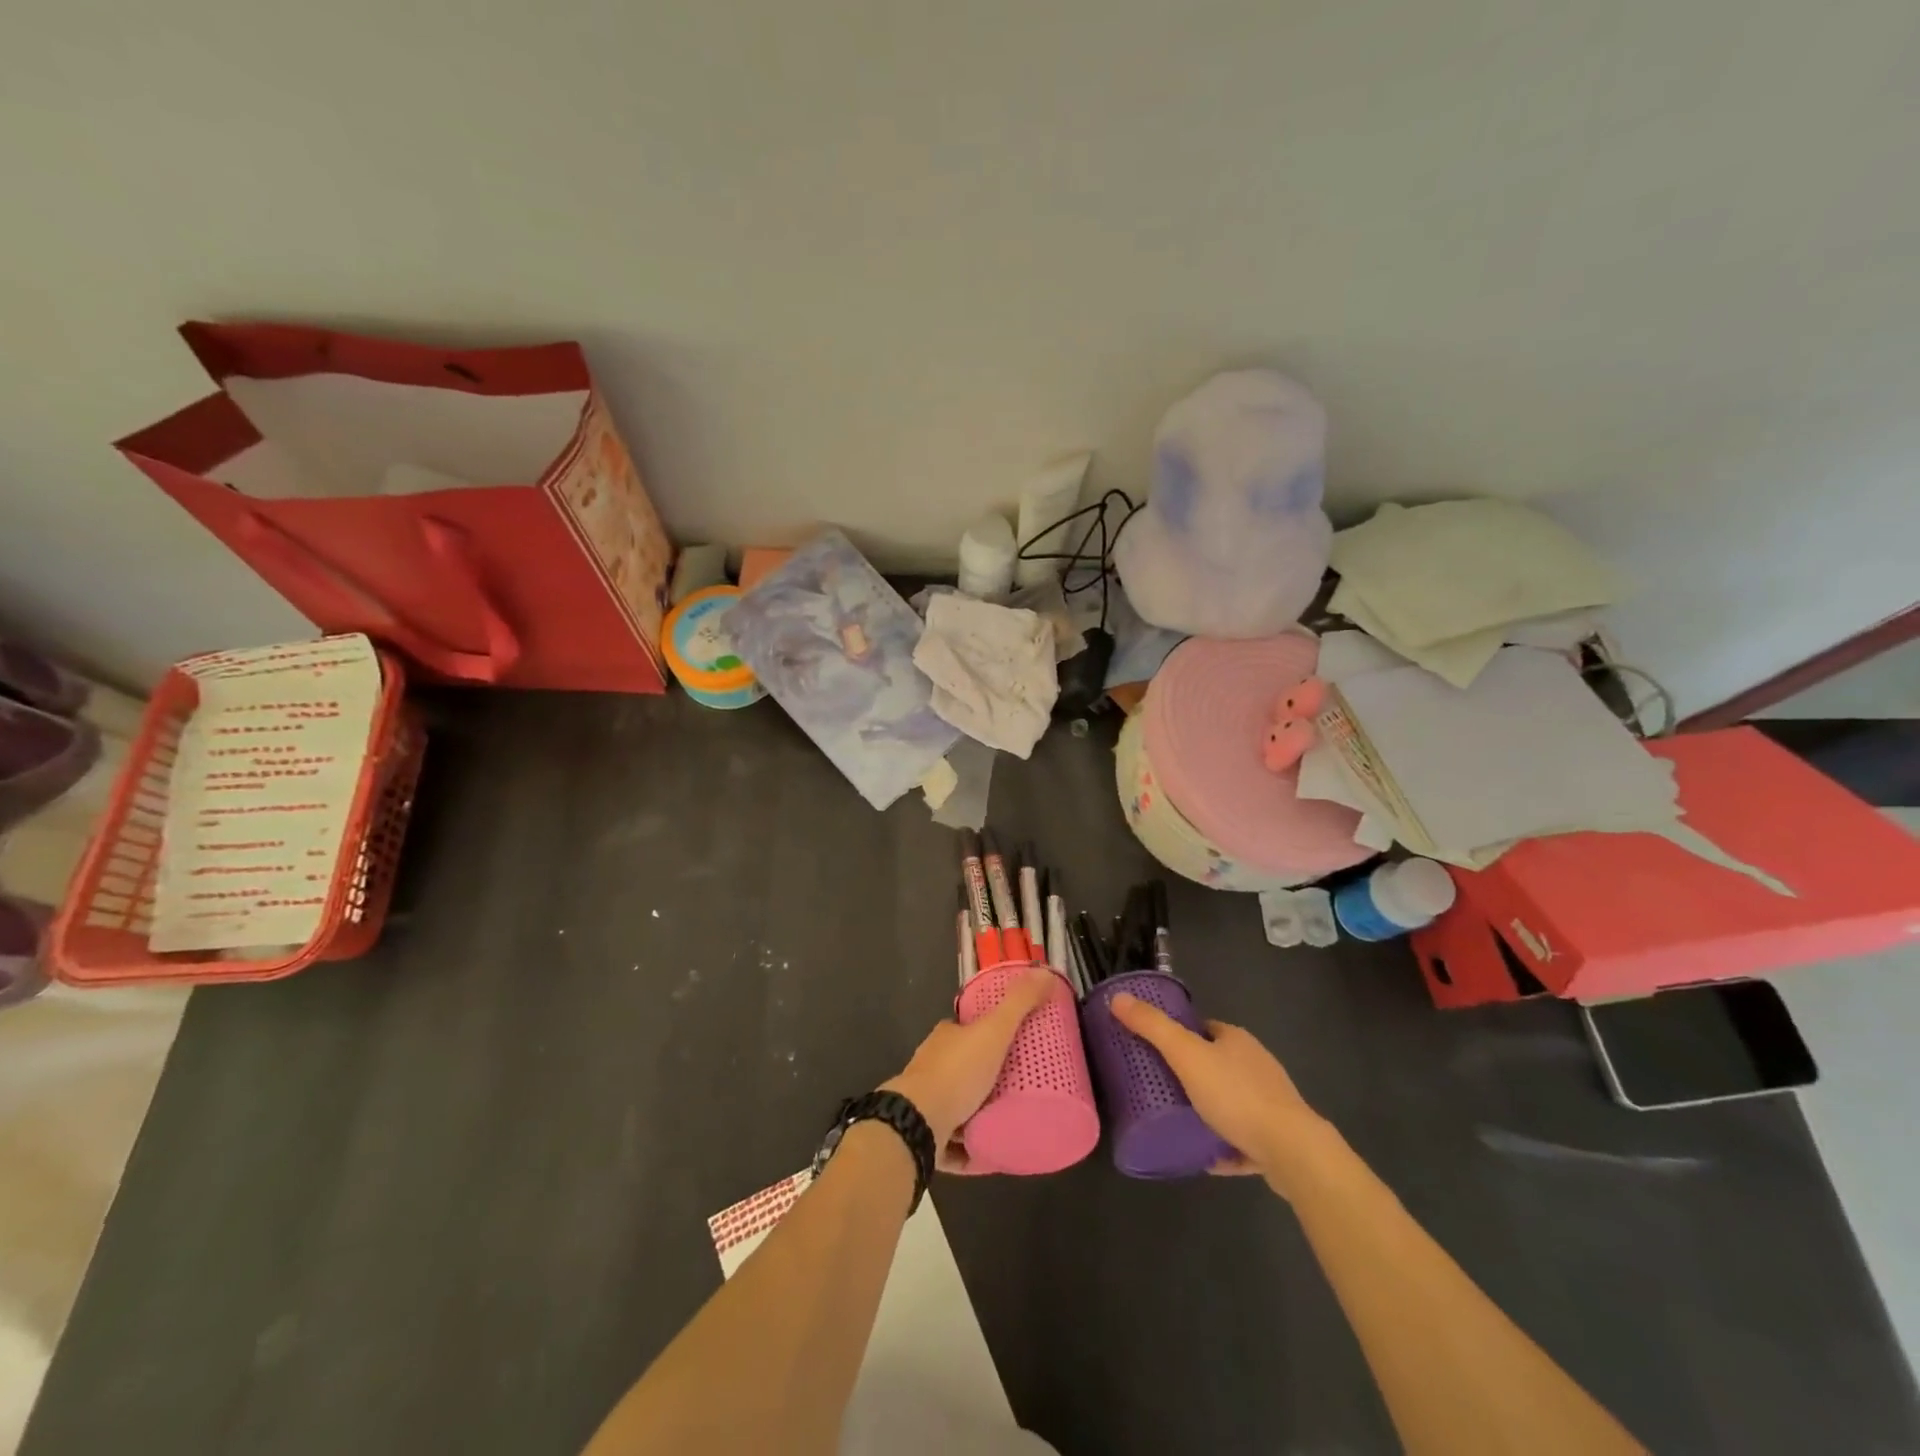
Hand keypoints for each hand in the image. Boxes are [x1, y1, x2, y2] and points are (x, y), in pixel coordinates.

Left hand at [883, 969, 1055, 1172]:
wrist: (918, 1122)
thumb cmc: (957, 1073)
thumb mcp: (994, 1031)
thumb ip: (1019, 1004)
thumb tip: (1044, 972)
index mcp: (945, 1038)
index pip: (965, 1030)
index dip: (986, 1035)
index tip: (1011, 1046)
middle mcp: (931, 1066)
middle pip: (962, 1068)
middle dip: (984, 1077)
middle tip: (1019, 1088)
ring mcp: (926, 1102)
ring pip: (955, 1105)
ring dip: (976, 1114)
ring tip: (1009, 1120)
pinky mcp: (925, 1136)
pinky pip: (951, 1143)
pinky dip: (968, 1149)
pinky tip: (990, 1155)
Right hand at [1109, 994, 1336, 1192]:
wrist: (1291, 1151)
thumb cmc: (1236, 1095)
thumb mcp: (1185, 1055)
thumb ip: (1152, 1027)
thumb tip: (1118, 998)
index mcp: (1236, 1040)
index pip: (1203, 1029)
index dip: (1179, 1036)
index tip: (1155, 1051)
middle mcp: (1256, 1065)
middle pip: (1216, 1063)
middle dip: (1192, 1075)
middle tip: (1159, 1089)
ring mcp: (1270, 1102)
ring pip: (1231, 1101)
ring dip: (1208, 1110)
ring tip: (1178, 1123)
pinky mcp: (1277, 1138)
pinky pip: (1243, 1137)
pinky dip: (1225, 1144)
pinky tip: (1206, 1157)